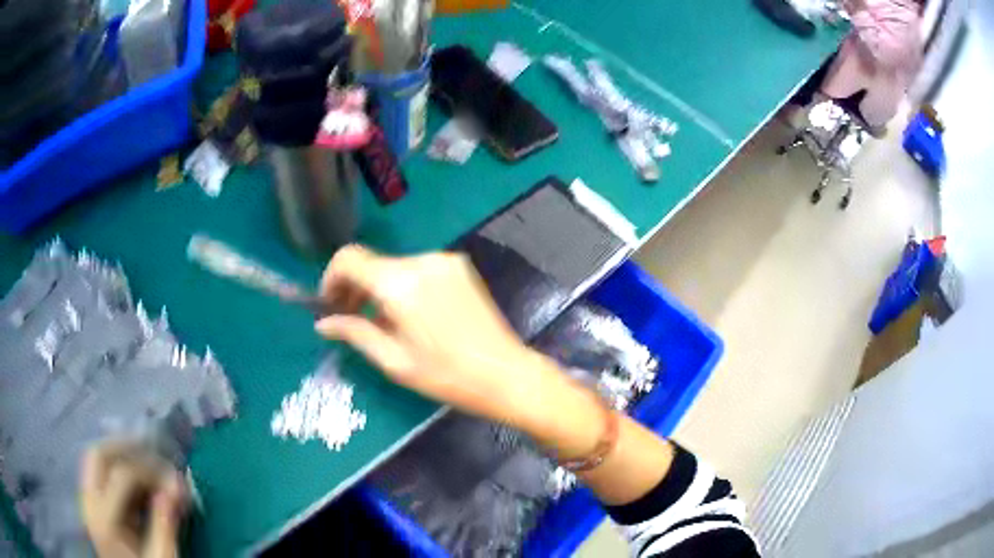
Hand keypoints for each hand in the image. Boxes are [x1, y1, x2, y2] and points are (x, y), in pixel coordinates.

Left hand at [81, 442, 186, 557]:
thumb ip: (164, 529)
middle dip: (127, 448)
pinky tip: (139, 480)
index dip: (151, 472)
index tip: (178, 484)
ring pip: (96, 461)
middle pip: (99, 456)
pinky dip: (118, 470)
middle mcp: (89, 502)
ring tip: (148, 462)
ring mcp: (88, 502)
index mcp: (104, 519)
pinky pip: (99, 475)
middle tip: (155, 453)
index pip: (122, 474)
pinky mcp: (93, 506)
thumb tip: (174, 492)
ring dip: (121, 455)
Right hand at [315, 245, 572, 428]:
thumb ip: (354, 333)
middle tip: (349, 318)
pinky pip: (417, 270)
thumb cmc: (447, 376)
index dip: (330, 278)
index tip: (330, 305)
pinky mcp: (459, 267)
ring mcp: (444, 260)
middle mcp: (422, 260)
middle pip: (372, 262)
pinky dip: (402, 286)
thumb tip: (323, 324)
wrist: (506, 374)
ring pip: (393, 266)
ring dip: (378, 288)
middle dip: (354, 287)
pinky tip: (408, 315)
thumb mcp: (394, 361)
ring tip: (380, 323)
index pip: (349, 258)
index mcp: (400, 283)